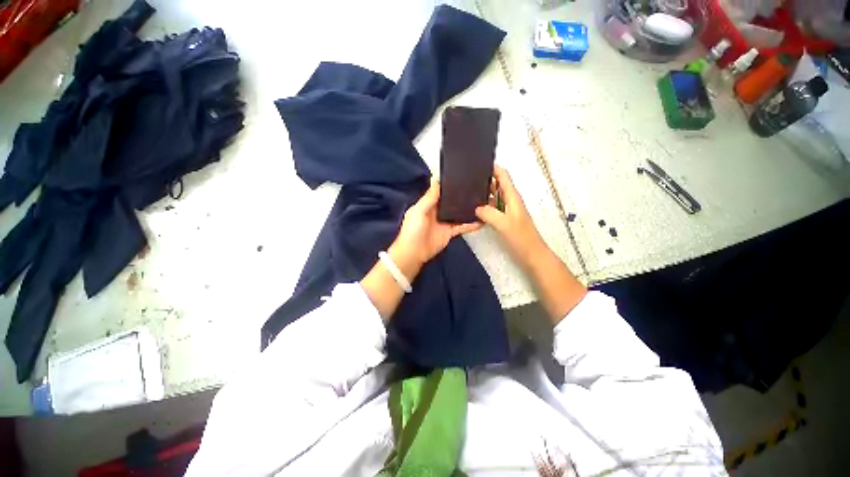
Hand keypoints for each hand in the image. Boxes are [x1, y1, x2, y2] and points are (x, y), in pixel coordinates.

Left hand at [389, 179, 480, 280]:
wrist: (414, 254)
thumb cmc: (413, 230)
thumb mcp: (419, 210)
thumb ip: (429, 197)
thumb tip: (437, 179)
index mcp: (428, 204)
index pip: (440, 192)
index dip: (449, 185)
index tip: (462, 177)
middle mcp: (437, 211)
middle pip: (451, 202)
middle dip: (461, 196)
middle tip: (477, 188)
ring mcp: (445, 222)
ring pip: (458, 213)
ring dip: (468, 209)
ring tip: (482, 202)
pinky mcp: (450, 232)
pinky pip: (462, 226)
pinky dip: (471, 224)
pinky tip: (481, 220)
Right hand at [476, 166, 586, 320]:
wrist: (532, 255)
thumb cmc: (521, 238)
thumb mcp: (503, 224)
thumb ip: (489, 213)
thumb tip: (476, 207)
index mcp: (513, 197)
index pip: (503, 176)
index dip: (492, 168)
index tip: (478, 163)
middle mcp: (510, 201)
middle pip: (497, 184)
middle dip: (484, 179)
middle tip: (467, 178)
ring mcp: (507, 210)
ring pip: (494, 196)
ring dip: (483, 193)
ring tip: (467, 191)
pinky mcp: (504, 220)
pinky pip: (492, 208)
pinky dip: (484, 206)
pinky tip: (473, 208)